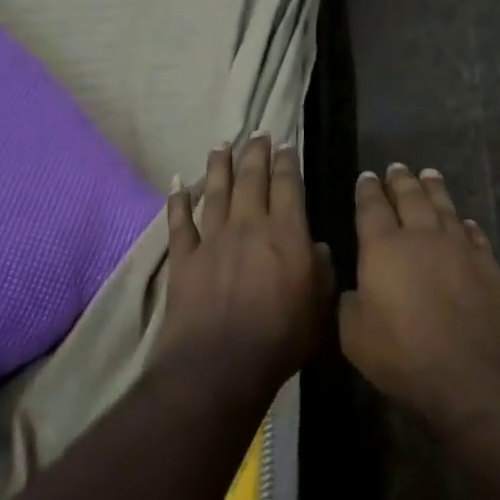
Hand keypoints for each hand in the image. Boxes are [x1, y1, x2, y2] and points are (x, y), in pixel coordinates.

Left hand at [162, 135, 328, 400]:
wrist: (220, 366)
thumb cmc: (280, 340)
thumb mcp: (320, 309)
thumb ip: (322, 272)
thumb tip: (318, 247)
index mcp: (286, 233)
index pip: (287, 185)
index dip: (287, 162)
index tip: (286, 145)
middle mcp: (248, 225)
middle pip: (251, 178)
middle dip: (256, 152)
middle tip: (257, 133)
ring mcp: (213, 239)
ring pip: (216, 190)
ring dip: (219, 165)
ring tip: (221, 144)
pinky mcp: (184, 257)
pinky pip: (180, 221)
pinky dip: (177, 201)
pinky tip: (177, 183)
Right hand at [340, 164, 499, 432]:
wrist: (473, 370)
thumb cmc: (404, 353)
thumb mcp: (355, 337)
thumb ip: (348, 306)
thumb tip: (354, 291)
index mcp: (383, 247)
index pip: (372, 207)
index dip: (368, 190)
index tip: (368, 176)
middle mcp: (421, 235)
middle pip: (410, 197)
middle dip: (401, 180)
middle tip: (397, 168)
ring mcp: (458, 246)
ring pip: (443, 206)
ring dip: (434, 188)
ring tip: (429, 174)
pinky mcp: (486, 263)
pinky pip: (473, 233)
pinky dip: (466, 224)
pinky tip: (465, 221)